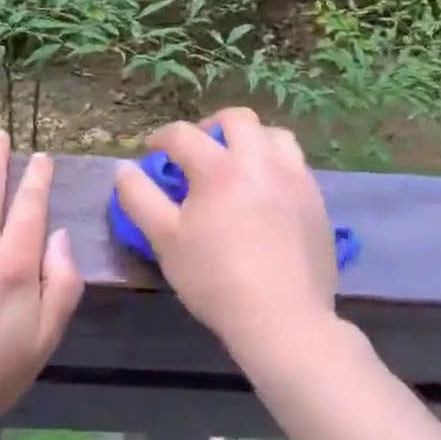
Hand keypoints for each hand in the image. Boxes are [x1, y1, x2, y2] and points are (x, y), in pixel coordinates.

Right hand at [113, 107, 337, 367]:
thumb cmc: (216, 279)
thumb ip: (139, 197)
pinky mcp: (317, 201)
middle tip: (198, 151)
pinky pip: (295, 165)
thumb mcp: (164, 239)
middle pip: (237, 119)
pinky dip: (275, 165)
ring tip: (238, 165)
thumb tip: (123, 168)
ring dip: (251, 140)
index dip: (161, 138)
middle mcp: (260, 161)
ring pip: (274, 136)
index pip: (183, 134)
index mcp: (219, 167)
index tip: (153, 153)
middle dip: (211, 126)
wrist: (283, 320)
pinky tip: (265, 194)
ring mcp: (295, 179)